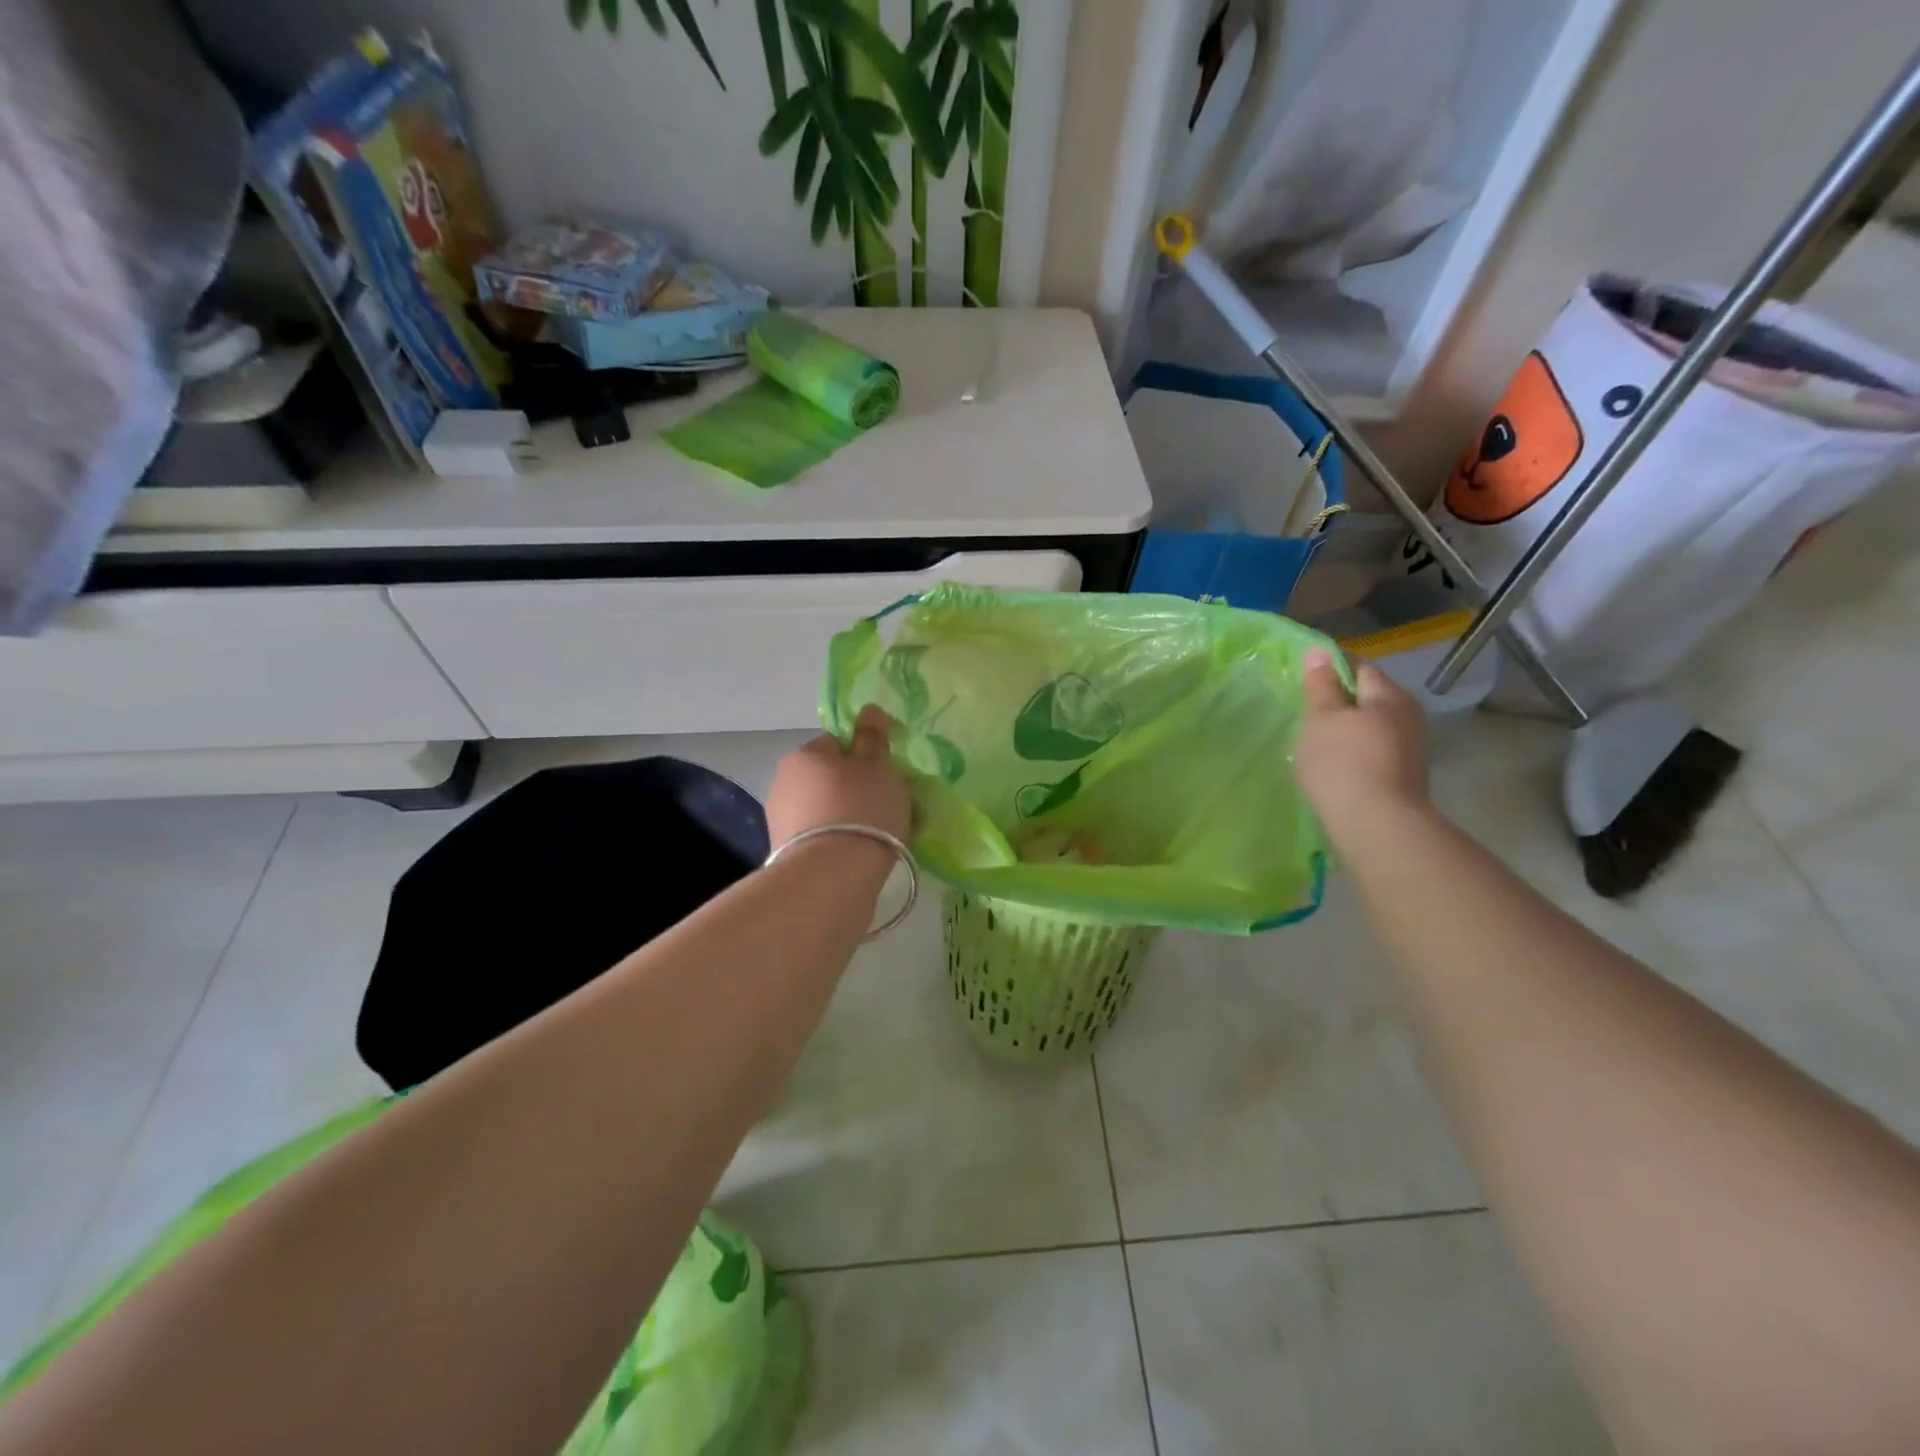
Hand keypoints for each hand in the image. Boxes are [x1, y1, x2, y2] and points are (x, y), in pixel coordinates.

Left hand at [766, 705, 911, 853]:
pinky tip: (859, 856)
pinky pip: (821, 837)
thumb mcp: (877, 765)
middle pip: (830, 778)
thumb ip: (873, 737)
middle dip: (855, 789)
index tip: (885, 778)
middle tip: (888, 808)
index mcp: (805, 754)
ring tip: (878, 837)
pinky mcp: (785, 853)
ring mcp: (780, 820)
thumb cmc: (861, 808)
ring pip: (825, 809)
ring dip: (847, 817)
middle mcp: (784, 781)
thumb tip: (869, 709)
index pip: (837, 743)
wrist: (831, 876)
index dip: (864, 758)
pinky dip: (839, 842)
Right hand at [1295, 648, 1432, 853]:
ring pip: (1371, 727)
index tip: (1305, 685)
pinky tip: (1334, 768)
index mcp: (1389, 695)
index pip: (1358, 667)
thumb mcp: (1322, 718)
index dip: (1330, 671)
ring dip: (1347, 731)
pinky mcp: (1402, 777)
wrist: (1377, 827)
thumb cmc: (1343, 763)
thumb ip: (1320, 684)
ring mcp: (1409, 749)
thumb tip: (1319, 650)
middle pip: (1368, 698)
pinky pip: (1373, 753)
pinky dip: (1354, 754)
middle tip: (1307, 715)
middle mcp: (1407, 716)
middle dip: (1340, 703)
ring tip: (1316, 743)